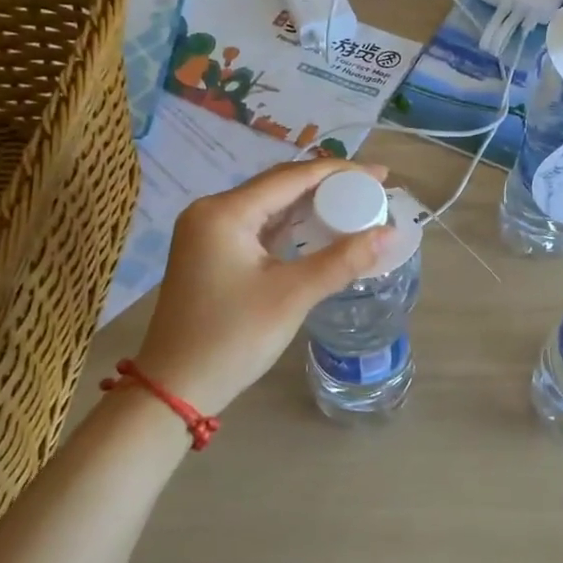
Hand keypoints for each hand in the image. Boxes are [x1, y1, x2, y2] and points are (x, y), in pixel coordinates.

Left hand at [111, 159, 394, 414]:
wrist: (173, 389)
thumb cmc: (231, 338)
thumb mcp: (292, 296)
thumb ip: (342, 260)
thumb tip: (390, 233)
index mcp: (225, 212)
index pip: (292, 177)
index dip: (340, 172)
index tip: (380, 174)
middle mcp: (212, 211)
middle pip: (280, 184)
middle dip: (328, 184)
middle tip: (373, 188)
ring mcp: (208, 232)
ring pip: (270, 204)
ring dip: (310, 203)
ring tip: (354, 203)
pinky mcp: (211, 252)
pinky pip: (259, 225)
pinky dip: (291, 224)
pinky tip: (319, 226)